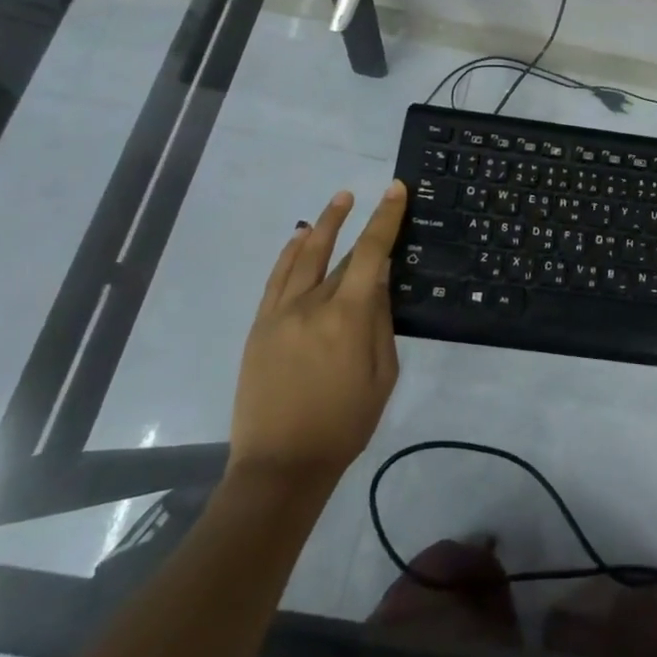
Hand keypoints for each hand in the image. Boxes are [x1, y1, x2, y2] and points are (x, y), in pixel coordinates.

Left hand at [229, 181, 406, 483]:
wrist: (281, 466)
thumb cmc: (344, 424)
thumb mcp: (382, 375)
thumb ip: (381, 322)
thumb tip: (380, 281)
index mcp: (348, 318)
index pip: (371, 253)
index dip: (385, 218)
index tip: (396, 190)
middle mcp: (312, 305)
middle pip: (341, 254)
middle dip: (360, 221)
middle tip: (375, 193)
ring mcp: (281, 314)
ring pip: (304, 256)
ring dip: (323, 224)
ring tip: (339, 199)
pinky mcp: (260, 326)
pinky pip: (277, 279)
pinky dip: (289, 253)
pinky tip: (300, 236)